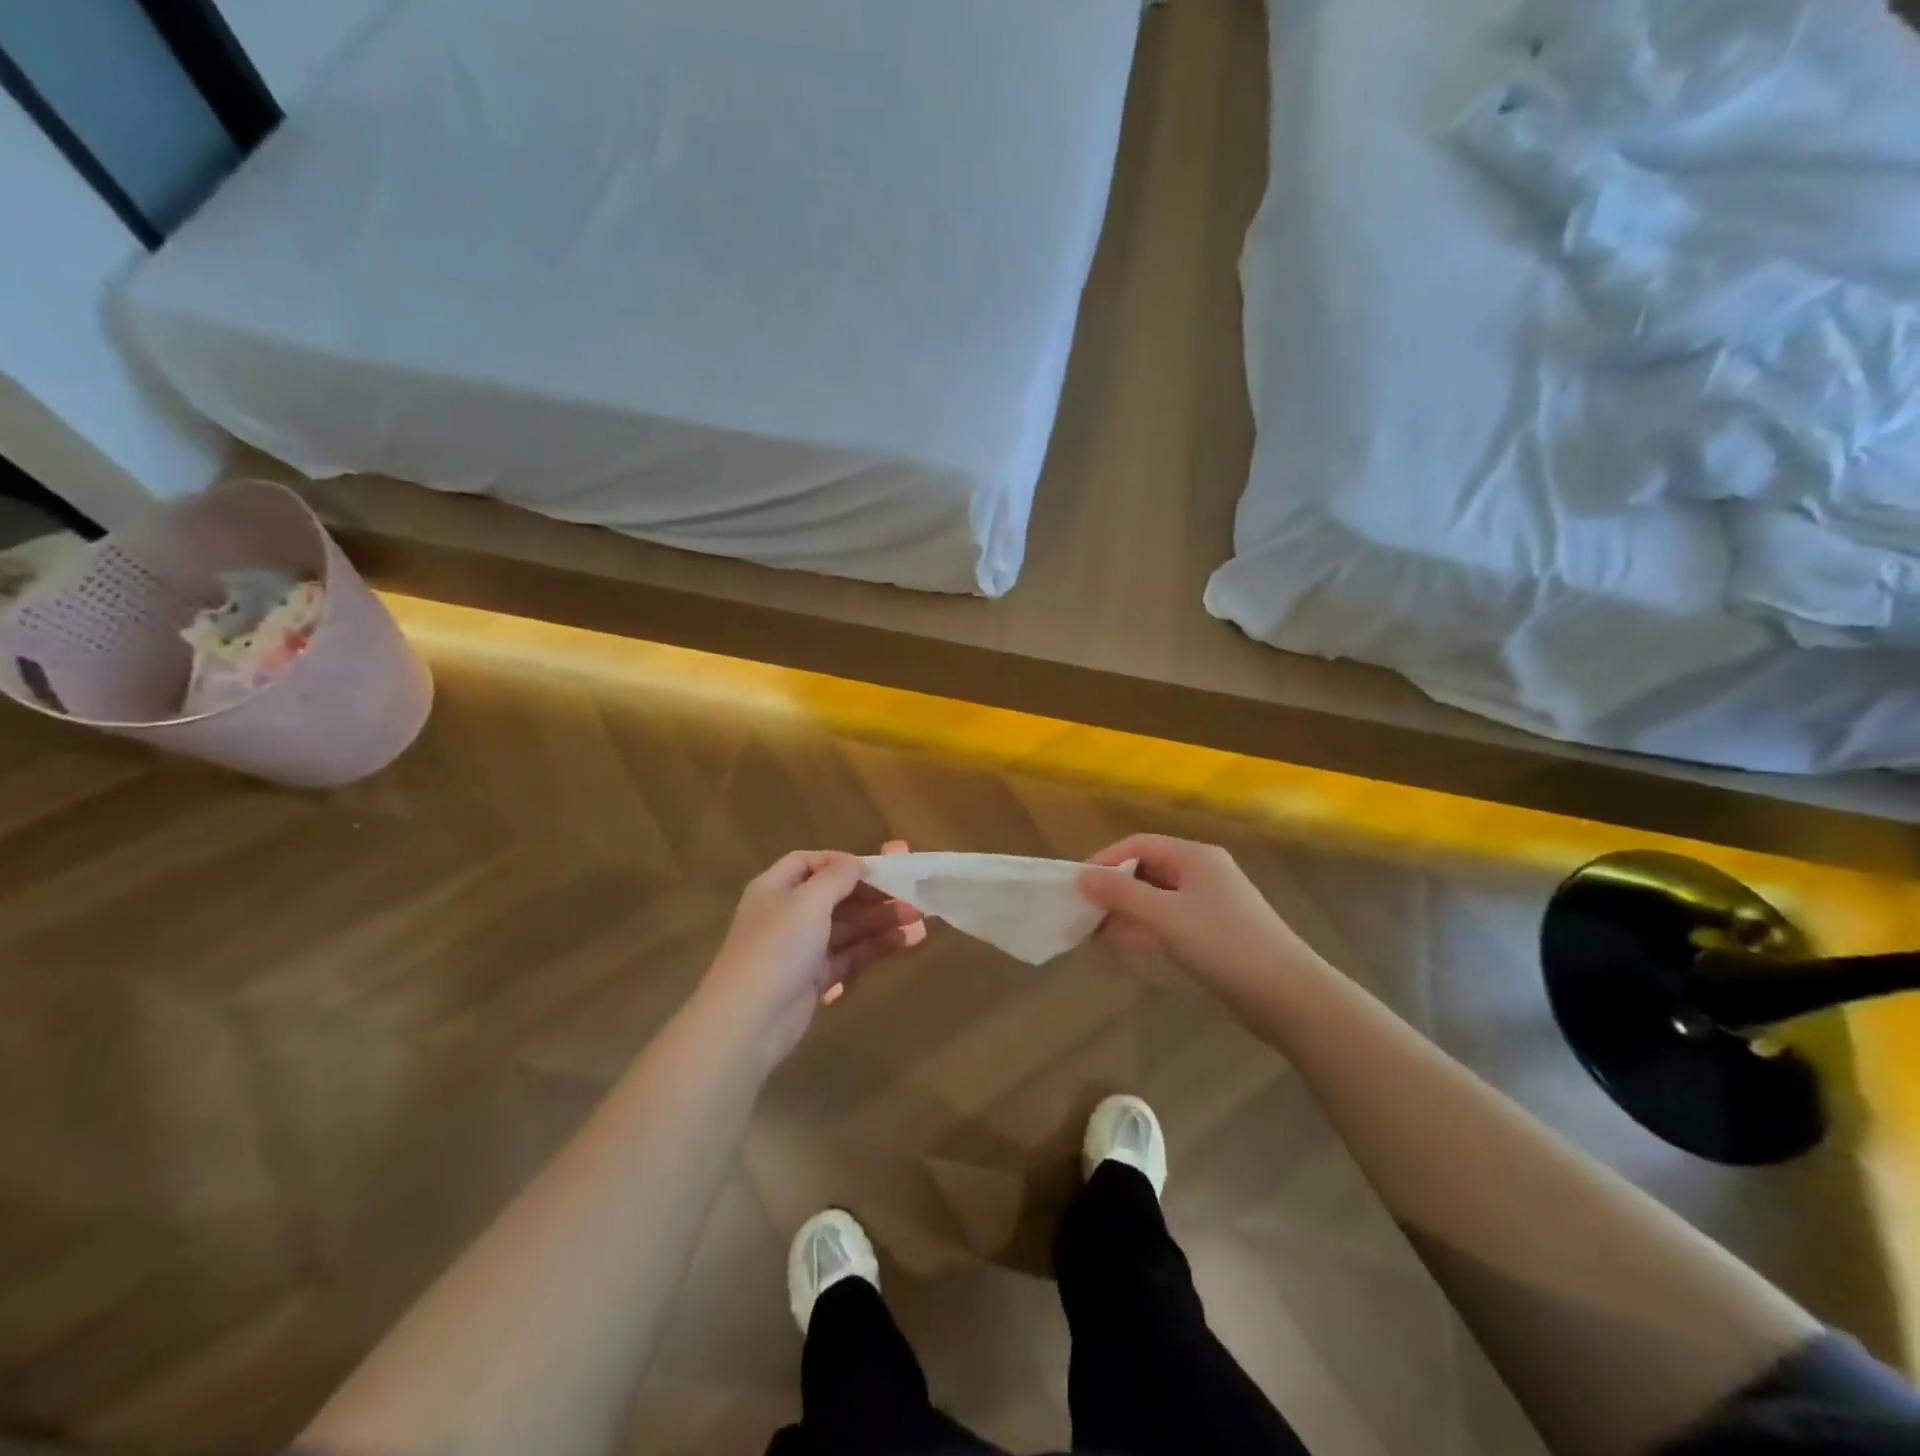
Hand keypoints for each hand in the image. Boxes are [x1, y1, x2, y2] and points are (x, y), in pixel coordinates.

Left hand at [699, 842, 925, 1066]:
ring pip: (848, 926)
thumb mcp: (807, 902)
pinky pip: (851, 954)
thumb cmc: (777, 948)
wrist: (749, 1021)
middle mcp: (787, 914)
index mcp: (775, 888)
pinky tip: (908, 940)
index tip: (875, 865)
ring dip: (882, 919)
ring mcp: (803, 948)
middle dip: (873, 893)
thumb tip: (854, 862)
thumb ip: (835, 878)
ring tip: (921, 916)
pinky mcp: (816, 978)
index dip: (840, 861)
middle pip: (835, 895)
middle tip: (913, 891)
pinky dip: (877, 945)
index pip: (808, 862)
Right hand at [1078, 835, 1317, 1007]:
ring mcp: (1209, 905)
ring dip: (1125, 910)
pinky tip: (1120, 941)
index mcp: (1195, 857)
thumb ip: (1121, 895)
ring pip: (1155, 898)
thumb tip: (1081, 877)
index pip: (1138, 844)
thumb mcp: (1166, 917)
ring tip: (1092, 929)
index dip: (1105, 860)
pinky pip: (1168, 921)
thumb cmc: (1224, 945)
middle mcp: (1202, 874)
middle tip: (1081, 910)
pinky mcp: (1212, 933)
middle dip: (1113, 887)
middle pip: (1146, 869)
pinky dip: (1143, 927)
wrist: (1288, 996)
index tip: (1077, 885)